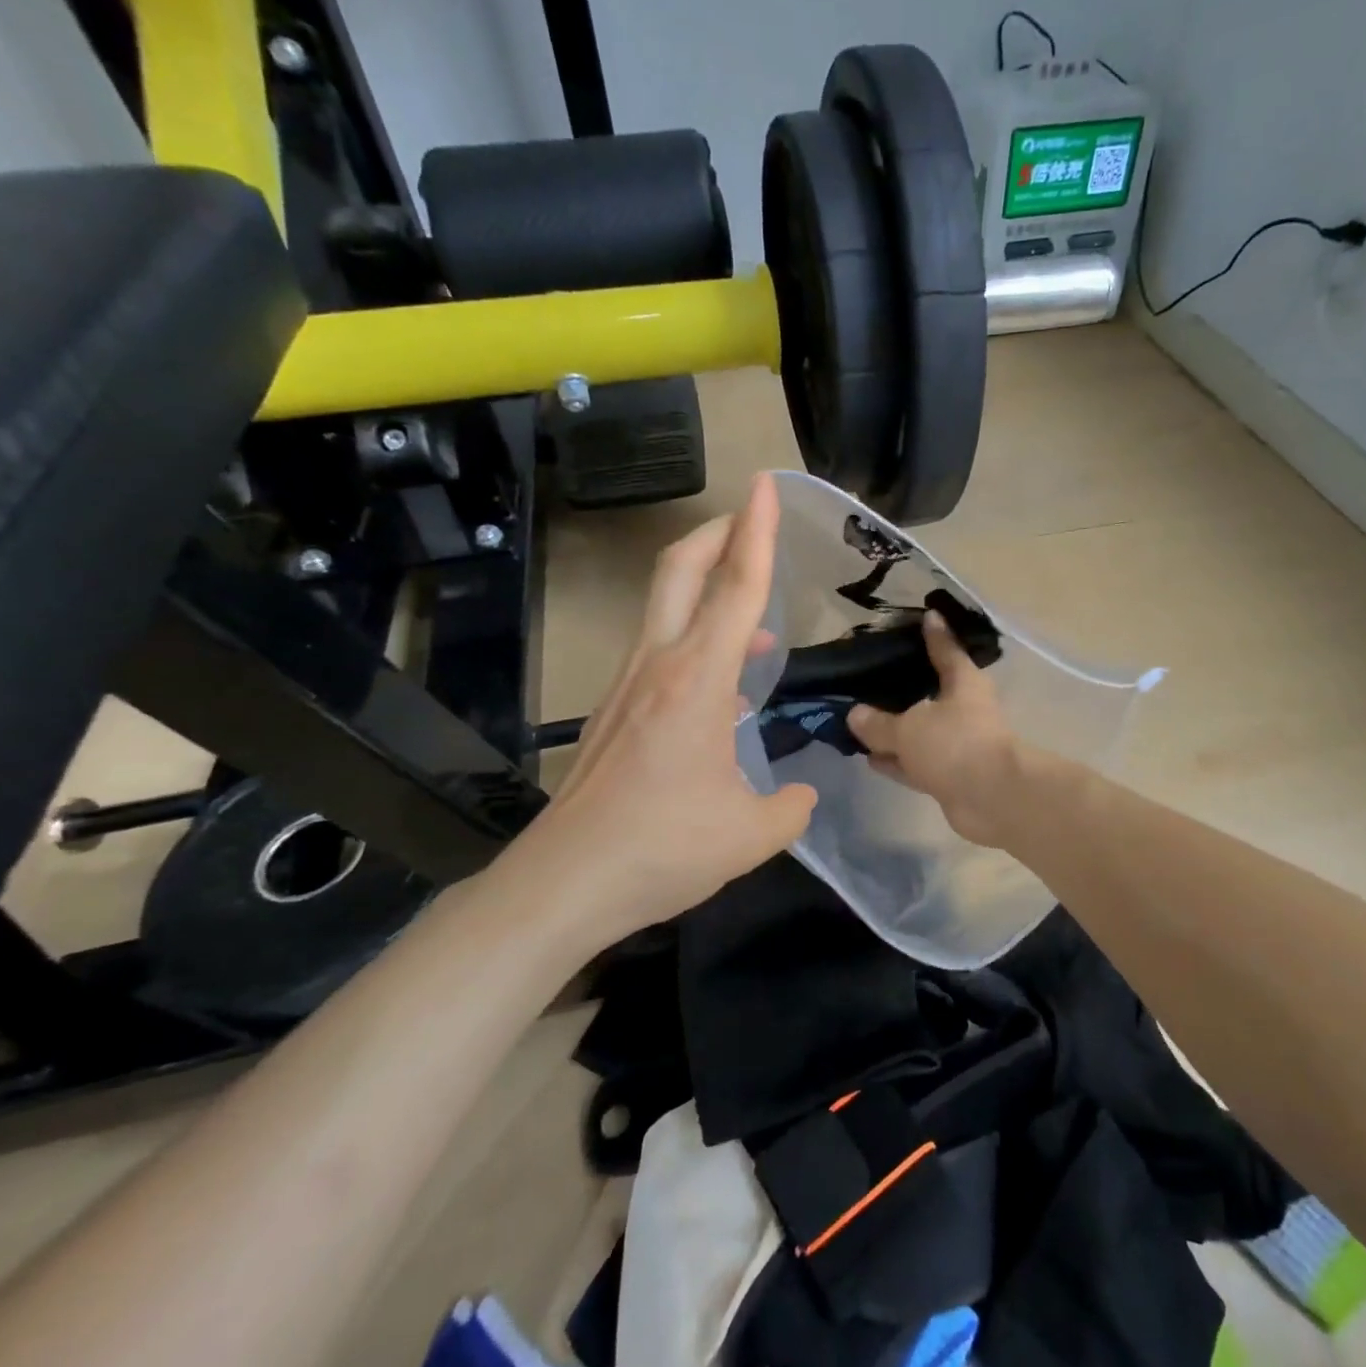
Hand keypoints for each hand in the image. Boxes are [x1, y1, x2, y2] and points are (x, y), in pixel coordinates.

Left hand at [494, 474, 816, 947]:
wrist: (566, 881)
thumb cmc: (662, 848)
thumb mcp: (750, 835)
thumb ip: (789, 807)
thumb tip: (799, 795)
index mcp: (697, 680)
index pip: (736, 586)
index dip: (756, 531)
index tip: (765, 485)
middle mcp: (658, 666)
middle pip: (680, 570)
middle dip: (717, 534)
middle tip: (750, 520)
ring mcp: (628, 685)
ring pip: (665, 608)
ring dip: (708, 591)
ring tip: (756, 622)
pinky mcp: (613, 711)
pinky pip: (660, 652)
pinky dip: (695, 643)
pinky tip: (723, 690)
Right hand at [847, 612, 1024, 847]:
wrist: (993, 798)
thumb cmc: (955, 744)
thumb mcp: (909, 728)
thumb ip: (879, 723)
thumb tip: (855, 714)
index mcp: (963, 683)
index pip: (946, 650)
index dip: (935, 635)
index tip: (927, 616)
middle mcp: (964, 710)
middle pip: (930, 693)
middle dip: (904, 688)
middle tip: (871, 677)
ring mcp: (958, 745)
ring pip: (920, 732)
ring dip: (895, 732)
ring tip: (861, 722)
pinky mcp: (951, 776)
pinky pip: (917, 762)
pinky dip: (897, 761)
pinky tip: (871, 759)